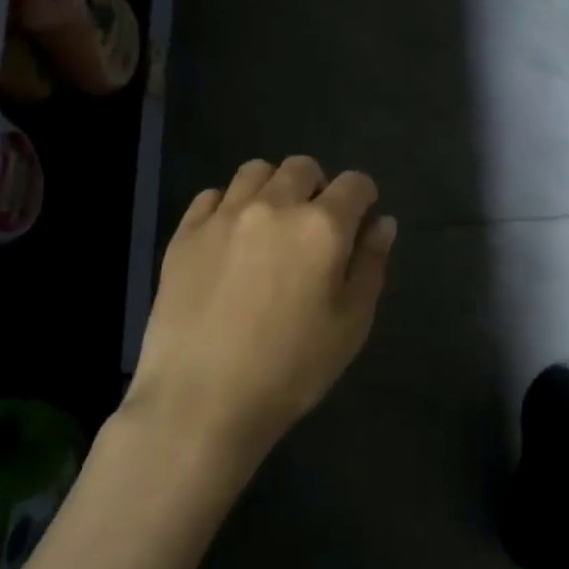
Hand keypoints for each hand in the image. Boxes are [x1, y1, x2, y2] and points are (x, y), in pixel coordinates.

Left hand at [127, 157, 396, 464]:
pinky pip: (212, 196)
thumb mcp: (351, 324)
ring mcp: (224, 216)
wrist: (201, 401)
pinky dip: (228, 206)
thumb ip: (371, 265)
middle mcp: (274, 206)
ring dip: (273, 188)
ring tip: (270, 225)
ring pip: (255, 171)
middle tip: (314, 227)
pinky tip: (230, 239)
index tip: (360, 223)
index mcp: (322, 226)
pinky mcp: (185, 234)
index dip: (364, 198)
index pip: (355, 183)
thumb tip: (383, 223)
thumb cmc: (291, 369)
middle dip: (317, 187)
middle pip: (302, 167)